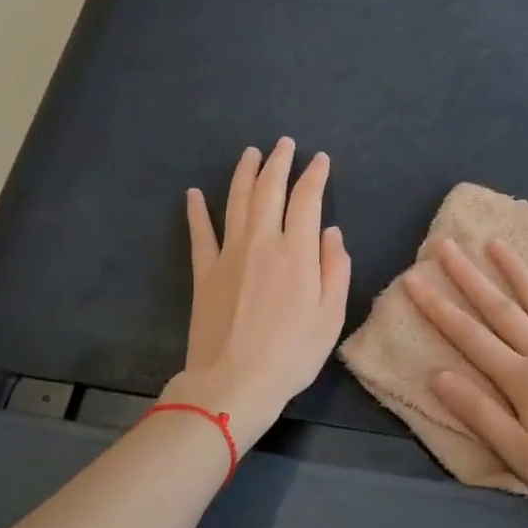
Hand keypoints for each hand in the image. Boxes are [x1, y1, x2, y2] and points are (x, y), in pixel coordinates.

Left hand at [163, 138, 351, 445]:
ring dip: (244, 173)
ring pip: (235, 201)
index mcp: (296, 253)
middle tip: (284, 144)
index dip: (314, 176)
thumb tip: (330, 232)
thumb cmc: (292, 355)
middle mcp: (261, 243)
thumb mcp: (331, 317)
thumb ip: (335, 269)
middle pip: (268, 190)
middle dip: (278, 162)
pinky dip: (196, 211)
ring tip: (250, 153)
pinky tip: (193, 194)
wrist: (233, 383)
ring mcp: (228, 255)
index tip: (320, 160)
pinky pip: (200, 233)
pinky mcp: (203, 272)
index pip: (306, 200)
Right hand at [404, 238, 527, 527]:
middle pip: (502, 309)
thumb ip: (480, 413)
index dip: (439, 308)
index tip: (415, 279)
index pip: (471, 336)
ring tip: (495, 243)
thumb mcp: (522, 455)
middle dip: (469, 276)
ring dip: (516, 271)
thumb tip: (437, 375)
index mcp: (523, 380)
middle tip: (446, 244)